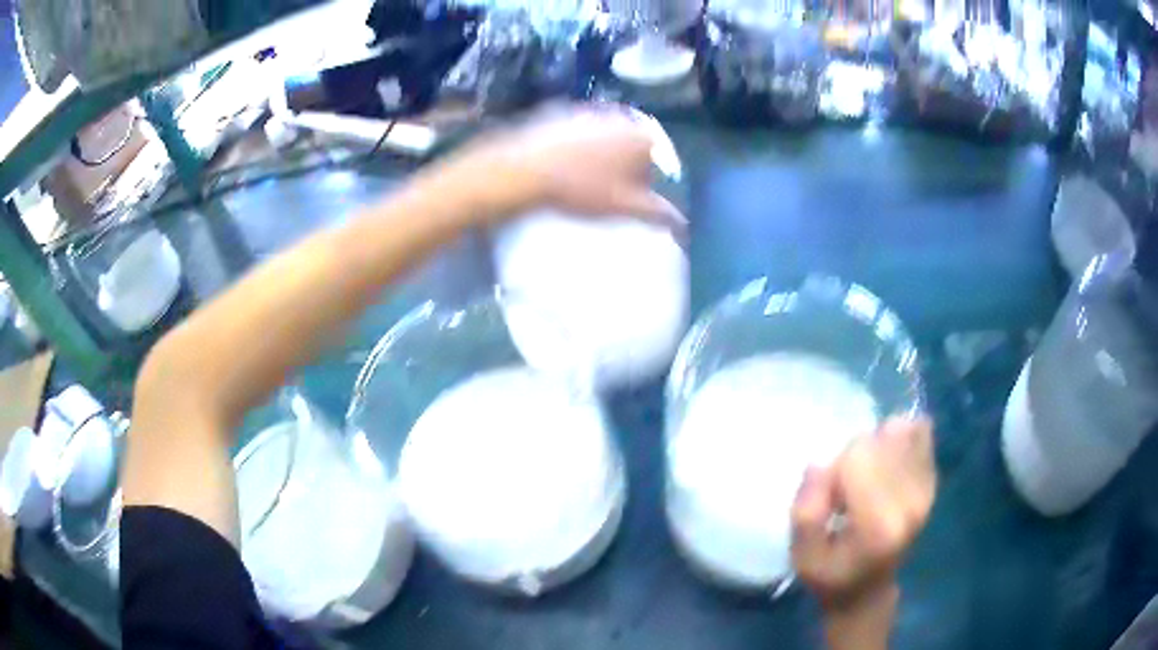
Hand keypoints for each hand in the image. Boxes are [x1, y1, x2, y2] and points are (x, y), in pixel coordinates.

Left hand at [437, 104, 686, 230]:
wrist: (524, 169)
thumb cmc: (581, 188)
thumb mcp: (624, 207)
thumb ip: (658, 213)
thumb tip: (683, 223)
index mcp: (642, 136)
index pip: (659, 162)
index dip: (646, 185)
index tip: (630, 201)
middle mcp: (621, 116)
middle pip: (633, 147)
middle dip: (625, 170)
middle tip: (607, 194)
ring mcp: (590, 111)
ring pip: (607, 139)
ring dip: (602, 159)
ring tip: (583, 183)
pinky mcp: (562, 113)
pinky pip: (580, 134)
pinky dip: (578, 149)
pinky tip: (563, 169)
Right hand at [791, 417, 935, 612]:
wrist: (868, 590)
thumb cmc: (830, 573)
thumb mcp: (802, 555)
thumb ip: (805, 512)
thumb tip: (819, 465)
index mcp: (878, 524)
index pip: (858, 456)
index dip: (835, 469)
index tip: (830, 498)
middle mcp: (911, 502)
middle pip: (879, 440)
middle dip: (856, 454)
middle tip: (847, 491)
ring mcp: (926, 490)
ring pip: (900, 432)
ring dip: (878, 446)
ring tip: (869, 479)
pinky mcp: (932, 482)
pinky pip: (920, 435)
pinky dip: (900, 440)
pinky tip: (888, 464)